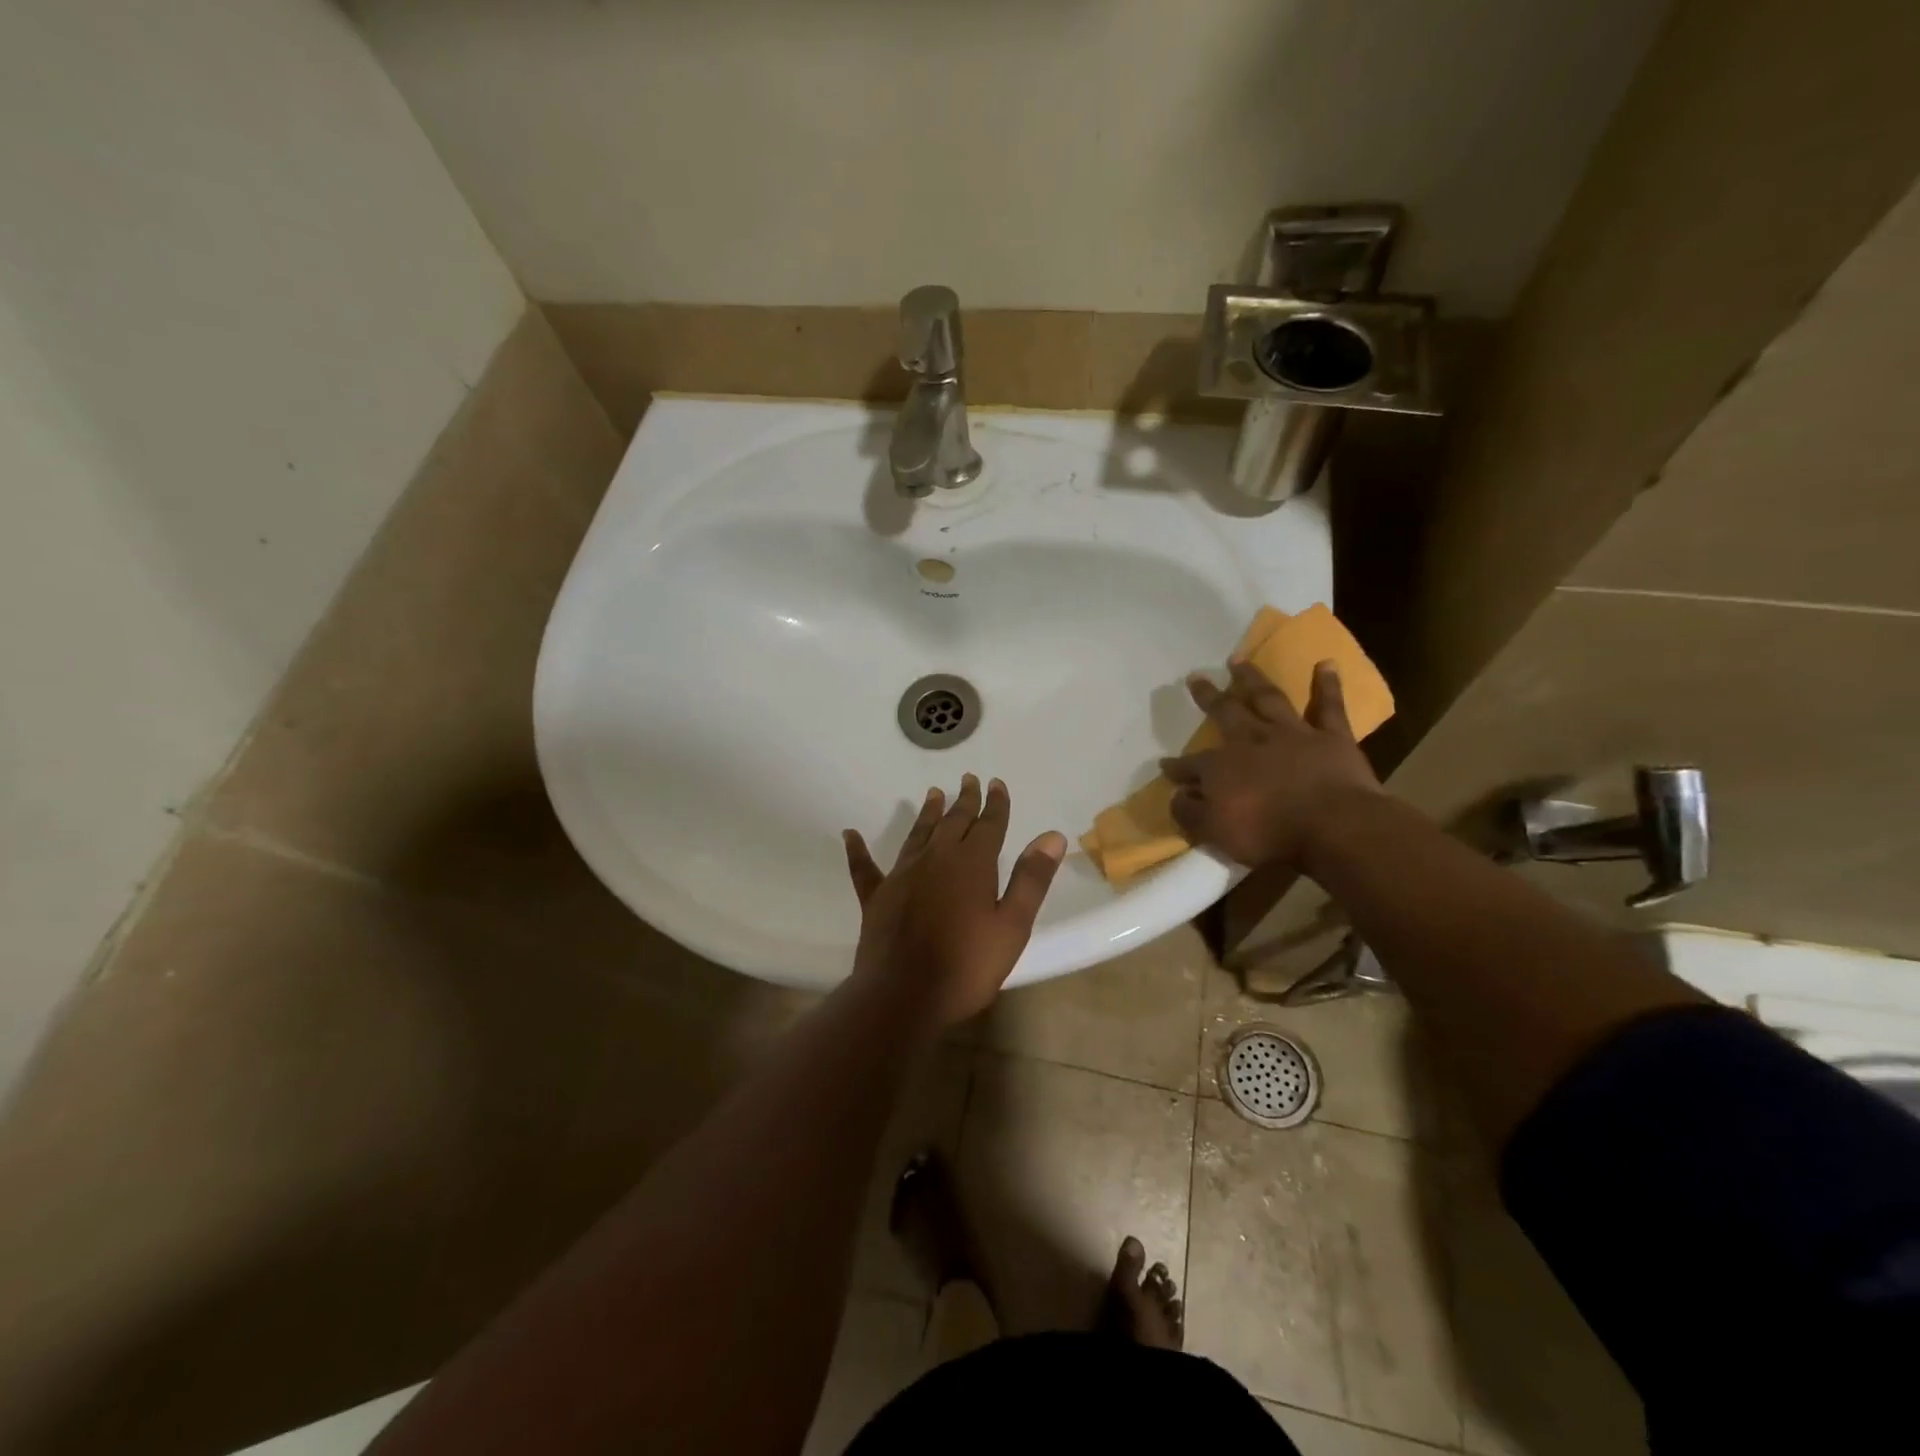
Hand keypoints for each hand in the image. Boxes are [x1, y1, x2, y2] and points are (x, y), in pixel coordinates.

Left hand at [843, 775, 1067, 1027]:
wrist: (904, 994)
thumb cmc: (967, 965)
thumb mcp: (1012, 925)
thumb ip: (1031, 879)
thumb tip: (1051, 836)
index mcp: (972, 863)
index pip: (988, 824)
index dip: (995, 803)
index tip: (997, 783)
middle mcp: (936, 858)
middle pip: (953, 821)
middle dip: (965, 800)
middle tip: (969, 779)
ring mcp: (902, 875)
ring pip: (917, 835)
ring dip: (927, 814)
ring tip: (933, 794)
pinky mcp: (876, 896)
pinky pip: (865, 867)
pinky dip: (858, 850)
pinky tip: (850, 835)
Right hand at [1161, 660, 1381, 872]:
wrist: (1333, 826)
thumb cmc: (1269, 833)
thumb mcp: (1215, 832)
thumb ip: (1190, 812)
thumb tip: (1176, 795)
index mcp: (1221, 767)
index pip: (1191, 765)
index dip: (1177, 767)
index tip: (1165, 766)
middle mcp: (1252, 741)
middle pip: (1225, 713)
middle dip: (1208, 696)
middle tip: (1195, 677)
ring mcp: (1293, 734)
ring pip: (1268, 699)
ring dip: (1252, 678)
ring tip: (1238, 659)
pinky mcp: (1332, 737)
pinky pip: (1329, 706)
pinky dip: (1327, 685)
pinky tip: (1326, 663)